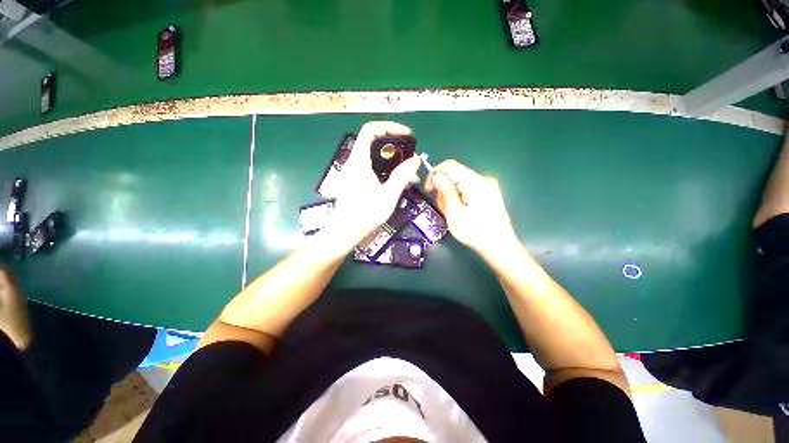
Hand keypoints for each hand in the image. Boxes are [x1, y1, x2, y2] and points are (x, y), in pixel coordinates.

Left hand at [322, 121, 420, 250]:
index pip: (370, 130)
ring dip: (395, 162)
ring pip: (378, 158)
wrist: (345, 232)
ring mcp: (357, 172)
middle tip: (412, 157)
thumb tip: (416, 159)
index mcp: (359, 162)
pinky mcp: (359, 181)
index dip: (389, 127)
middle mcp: (356, 163)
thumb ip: (402, 176)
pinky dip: (389, 171)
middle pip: (376, 143)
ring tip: (411, 174)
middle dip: (397, 147)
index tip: (407, 135)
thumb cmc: (364, 215)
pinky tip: (402, 183)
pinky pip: (376, 169)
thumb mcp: (388, 195)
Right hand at [425, 160, 518, 259]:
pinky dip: (460, 199)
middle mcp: (483, 179)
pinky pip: (468, 190)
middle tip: (443, 209)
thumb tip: (437, 176)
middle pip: (455, 175)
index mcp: (475, 182)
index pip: (450, 165)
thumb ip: (445, 192)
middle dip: (444, 190)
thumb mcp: (455, 213)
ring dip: (451, 197)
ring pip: (460, 184)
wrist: (500, 248)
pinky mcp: (489, 194)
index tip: (428, 190)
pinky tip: (461, 213)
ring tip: (453, 215)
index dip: (435, 173)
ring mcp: (488, 187)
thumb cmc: (475, 232)